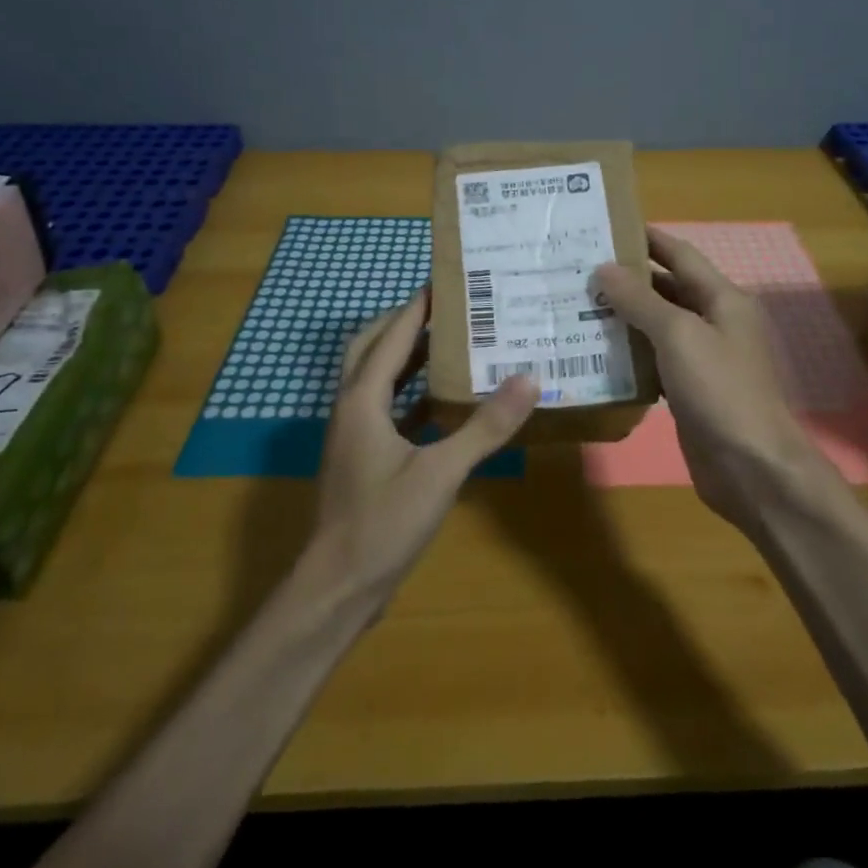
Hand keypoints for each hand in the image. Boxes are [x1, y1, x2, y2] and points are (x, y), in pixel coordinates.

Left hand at [312, 291, 537, 592]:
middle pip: (372, 348)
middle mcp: (352, 407)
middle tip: (448, 309)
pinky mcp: (363, 458)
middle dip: (404, 323)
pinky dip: (411, 395)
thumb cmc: (383, 522)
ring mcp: (354, 435)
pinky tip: (443, 402)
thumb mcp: (441, 472)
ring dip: (406, 357)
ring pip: (376, 379)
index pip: (391, 336)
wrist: (338, 586)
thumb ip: (484, 426)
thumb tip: (528, 378)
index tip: (447, 280)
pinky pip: (386, 409)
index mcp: (363, 400)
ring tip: (450, 343)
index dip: (417, 306)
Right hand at [595, 230, 824, 530]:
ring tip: (577, 306)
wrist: (751, 466)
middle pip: (667, 290)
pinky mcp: (688, 390)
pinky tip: (596, 352)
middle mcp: (715, 323)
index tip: (607, 226)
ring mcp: (703, 358)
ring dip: (624, 317)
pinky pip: (655, 361)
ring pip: (658, 327)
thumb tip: (604, 269)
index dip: (647, 238)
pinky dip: (629, 353)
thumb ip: (641, 301)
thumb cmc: (719, 390)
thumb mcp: (679, 336)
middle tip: (579, 270)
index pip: (681, 255)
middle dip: (627, 279)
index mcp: (722, 299)